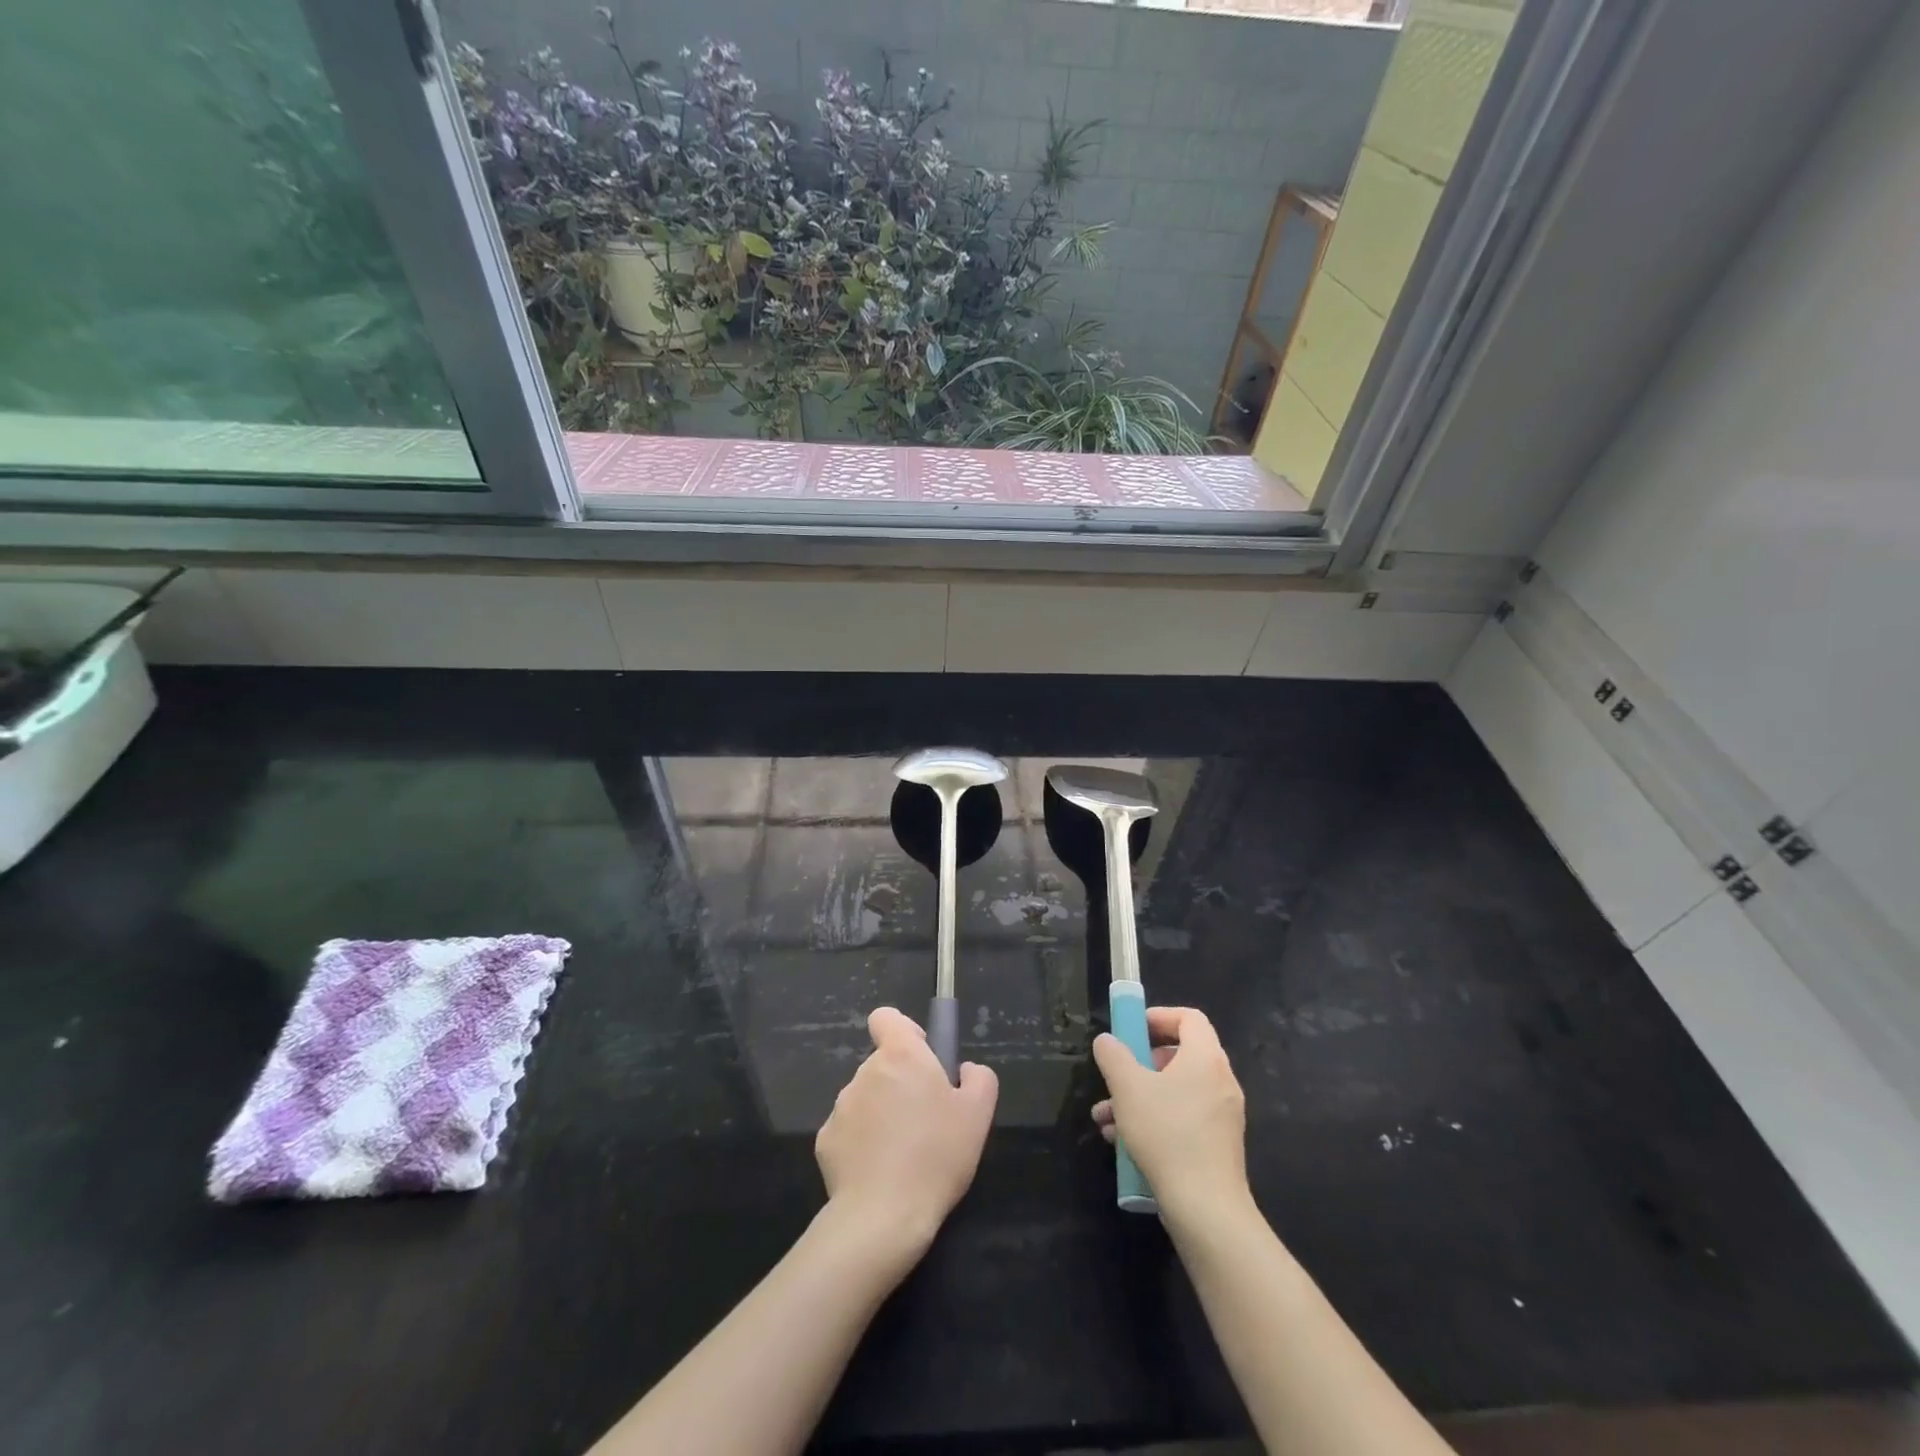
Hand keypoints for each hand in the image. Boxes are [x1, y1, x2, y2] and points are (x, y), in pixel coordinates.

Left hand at [815, 1007, 997, 1255]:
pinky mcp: (825, 1140)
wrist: (884, 1216)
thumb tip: (963, 1070)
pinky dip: (862, 1142)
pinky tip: (879, 1171)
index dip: (903, 1032)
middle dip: (900, 1082)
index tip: (922, 1060)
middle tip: (924, 1120)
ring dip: (881, 1112)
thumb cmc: (937, 1156)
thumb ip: (978, 1078)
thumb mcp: (978, 1114)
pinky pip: (849, 1130)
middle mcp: (865, 1071)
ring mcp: (841, 1106)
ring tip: (903, 1152)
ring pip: (866, 1097)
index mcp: (901, 1056)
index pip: (886, 1017)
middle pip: (882, 1063)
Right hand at [1091, 1006, 1249, 1227]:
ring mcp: (1222, 1116)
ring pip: (1176, 1092)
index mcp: (1206, 1059)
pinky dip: (1155, 1120)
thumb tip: (1106, 1041)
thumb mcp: (1128, 1089)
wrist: (1206, 1210)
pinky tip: (1122, 1143)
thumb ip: (1113, 1056)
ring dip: (1139, 1097)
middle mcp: (1221, 1081)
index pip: (1189, 1018)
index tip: (1131, 1028)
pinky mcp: (1217, 1146)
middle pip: (1179, 1055)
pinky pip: (1183, 1118)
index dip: (1159, 1016)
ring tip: (1106, 1118)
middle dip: (1140, 1064)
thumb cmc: (1167, 1135)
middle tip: (1117, 1076)